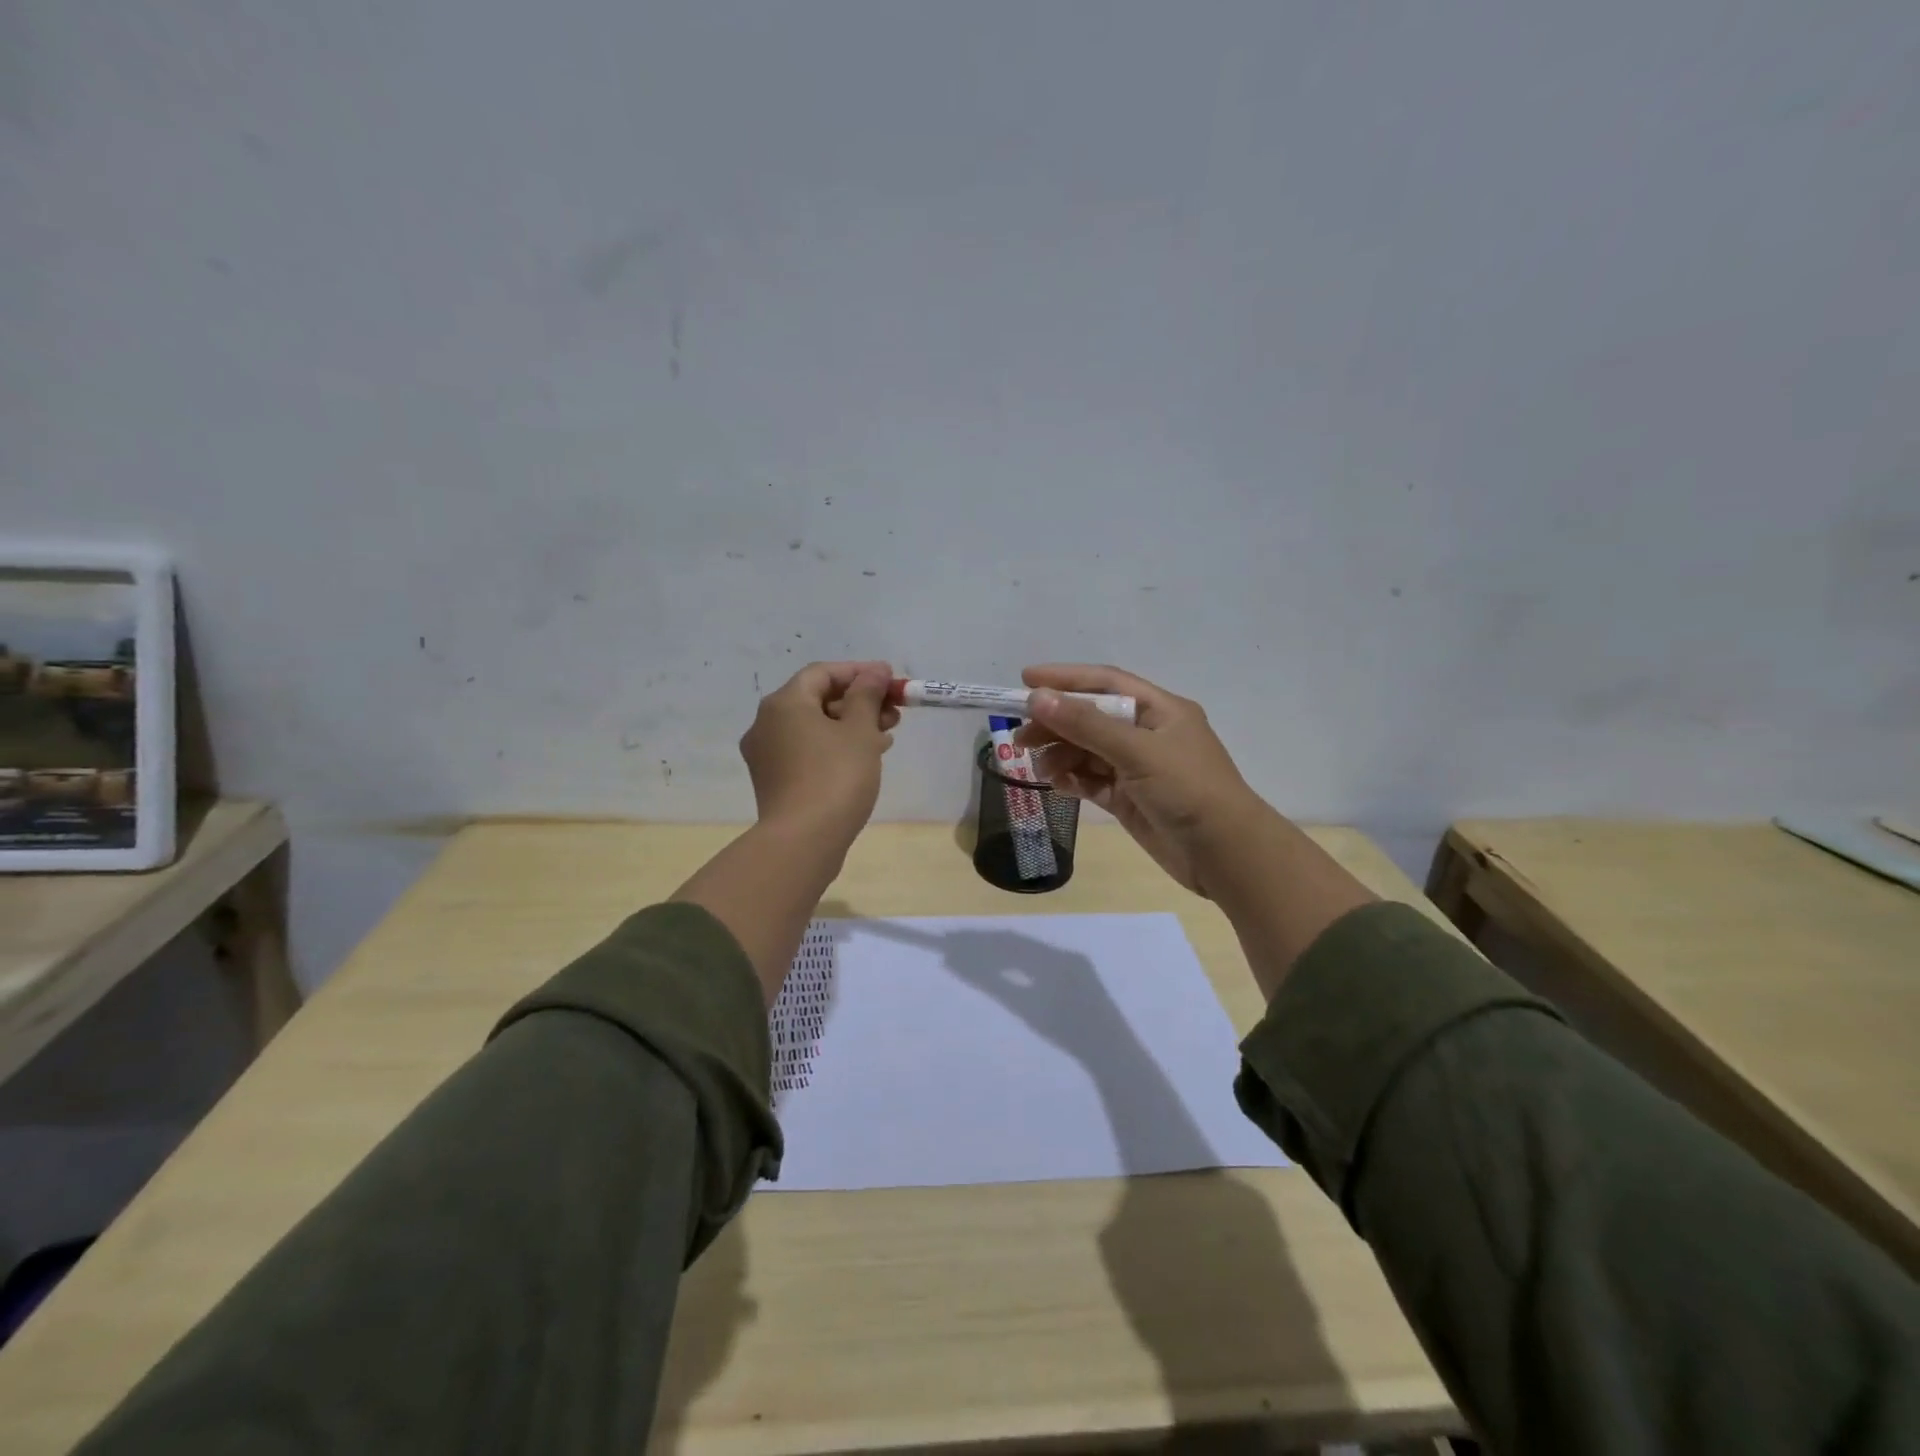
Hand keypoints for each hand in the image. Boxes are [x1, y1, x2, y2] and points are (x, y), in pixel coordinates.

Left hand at [740, 661, 898, 848]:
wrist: (803, 841)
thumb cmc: (836, 777)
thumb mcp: (859, 731)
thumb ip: (867, 695)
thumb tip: (874, 671)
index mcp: (784, 703)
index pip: (823, 673)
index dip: (859, 672)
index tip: (891, 680)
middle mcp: (767, 724)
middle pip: (818, 699)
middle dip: (859, 702)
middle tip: (894, 712)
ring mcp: (767, 755)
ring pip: (814, 727)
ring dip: (851, 726)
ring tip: (886, 737)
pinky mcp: (774, 781)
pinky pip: (807, 751)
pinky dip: (834, 747)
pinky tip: (864, 759)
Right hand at [1014, 664, 1270, 897]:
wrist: (1225, 854)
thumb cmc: (1187, 789)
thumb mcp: (1136, 751)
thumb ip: (1086, 725)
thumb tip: (1038, 698)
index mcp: (1160, 710)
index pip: (1106, 683)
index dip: (1066, 678)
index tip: (1026, 680)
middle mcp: (1148, 734)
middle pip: (1092, 718)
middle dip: (1056, 723)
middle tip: (1020, 736)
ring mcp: (1139, 768)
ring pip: (1089, 752)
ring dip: (1061, 754)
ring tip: (1036, 766)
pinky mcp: (1131, 799)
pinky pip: (1093, 781)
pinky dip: (1073, 780)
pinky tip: (1055, 783)